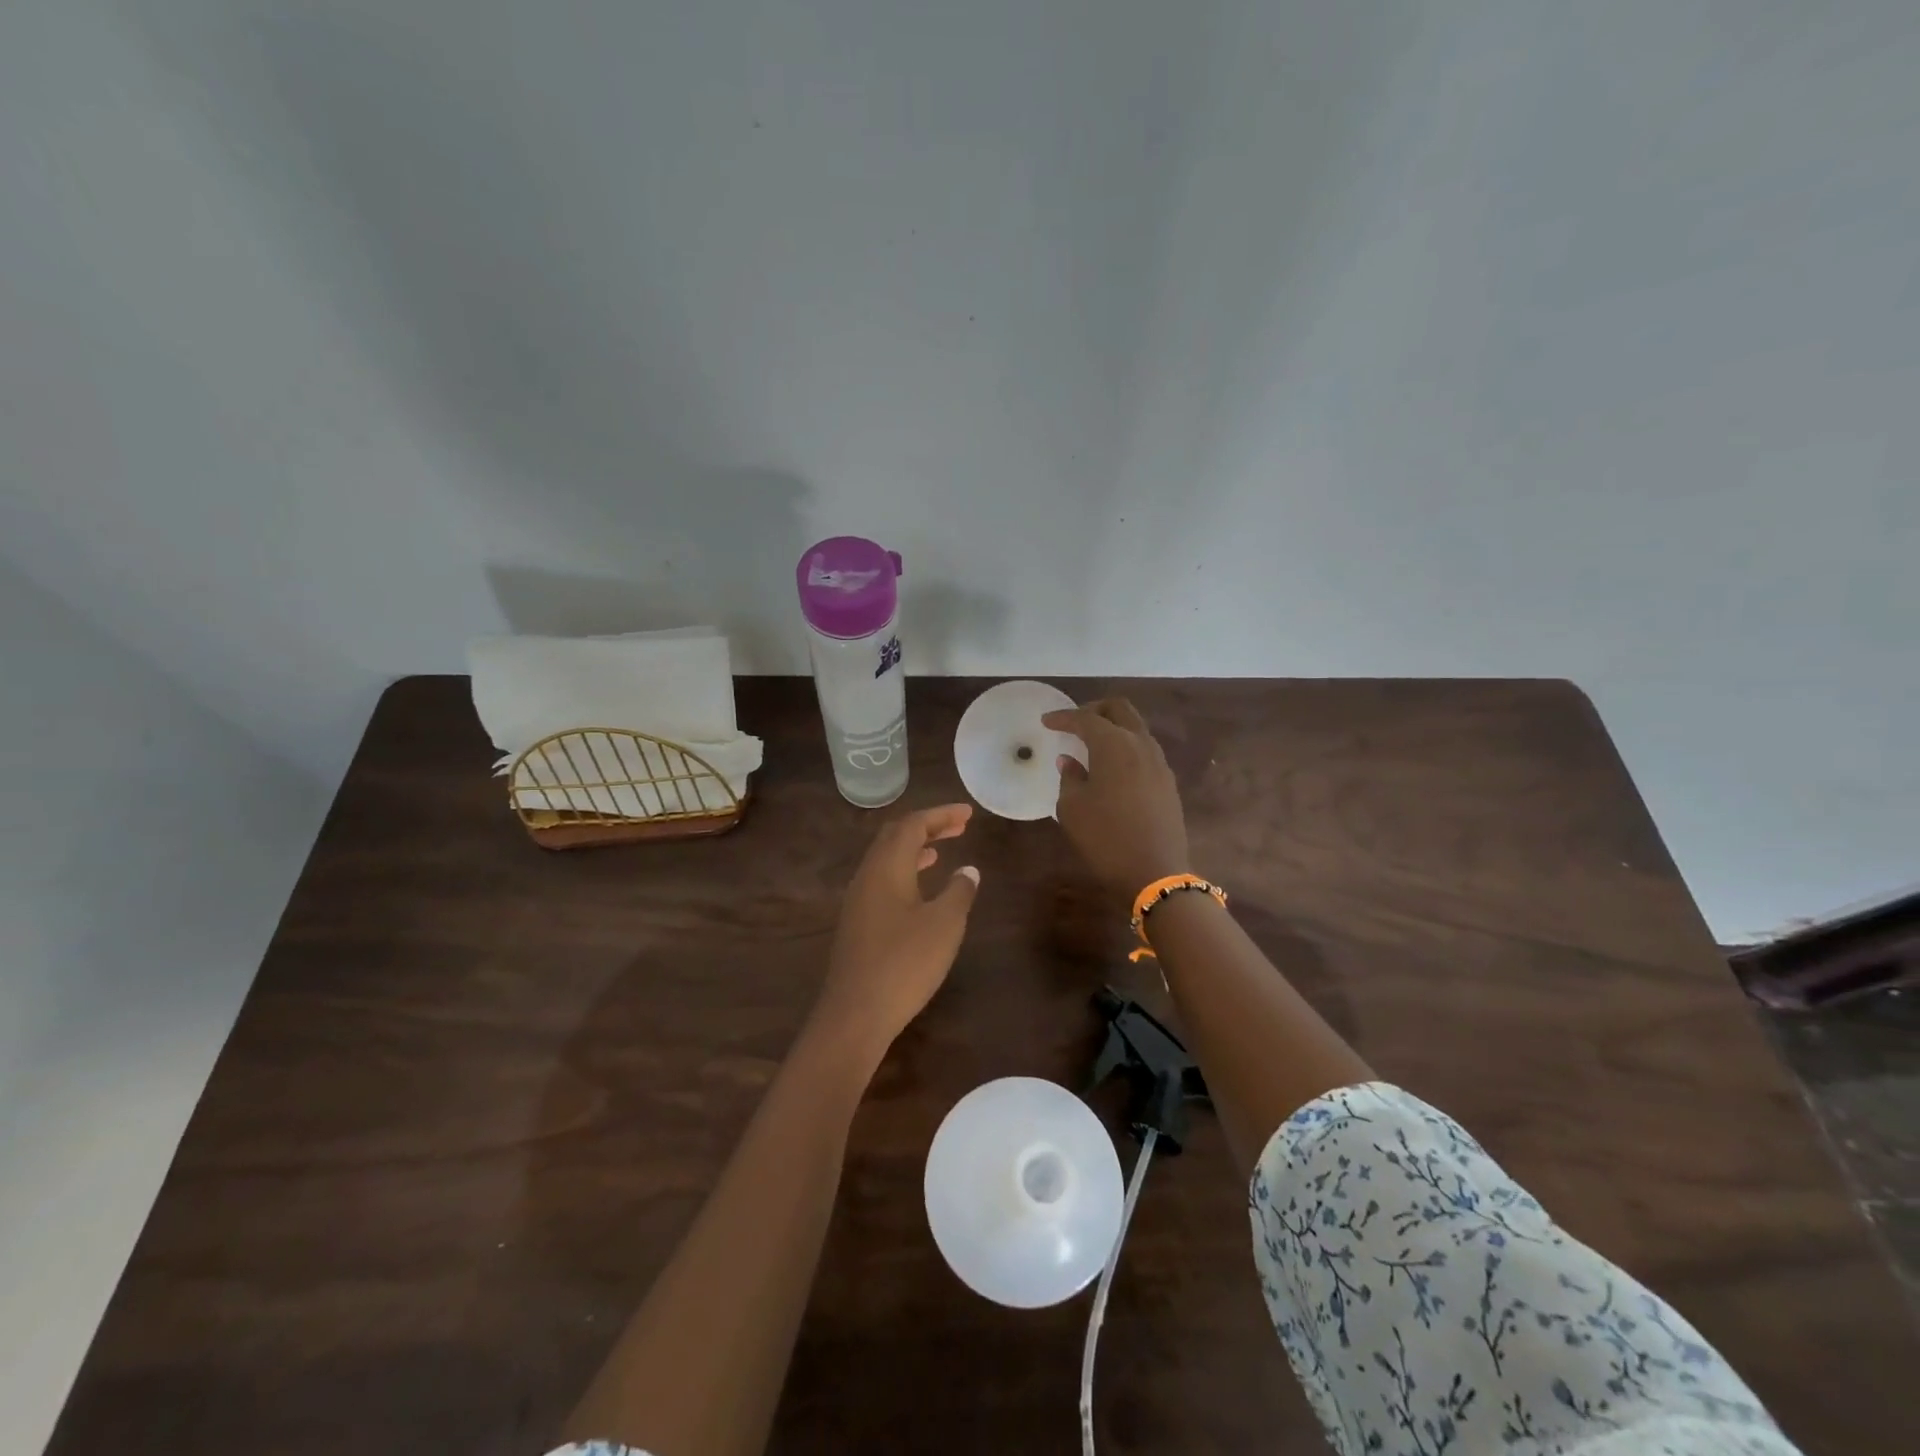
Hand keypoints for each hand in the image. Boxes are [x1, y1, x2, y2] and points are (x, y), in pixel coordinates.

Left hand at [813, 804, 980, 1057]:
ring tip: (940, 850)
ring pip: (886, 858)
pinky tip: (919, 889)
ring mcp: (858, 899)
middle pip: (895, 836)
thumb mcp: (944, 925)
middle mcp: (867, 875)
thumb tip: (968, 870)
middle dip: (927, 826)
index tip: (968, 814)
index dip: (941, 815)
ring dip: (914, 848)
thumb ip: (960, 892)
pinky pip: (881, 880)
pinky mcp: (856, 922)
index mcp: (887, 866)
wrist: (855, 1013)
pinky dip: (904, 870)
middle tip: (958, 826)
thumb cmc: (905, 963)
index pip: (913, 824)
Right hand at [1044, 698, 1189, 897]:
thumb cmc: (1105, 837)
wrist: (1155, 873)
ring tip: (1092, 745)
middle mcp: (1140, 744)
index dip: (1063, 717)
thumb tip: (1070, 761)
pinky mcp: (1168, 781)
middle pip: (1119, 709)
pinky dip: (1126, 747)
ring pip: (1136, 728)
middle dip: (1094, 709)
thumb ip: (1069, 777)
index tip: (1047, 721)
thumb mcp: (1072, 808)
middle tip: (1074, 723)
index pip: (1085, 719)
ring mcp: (1159, 762)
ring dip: (1113, 728)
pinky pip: (1144, 749)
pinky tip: (1112, 767)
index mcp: (1114, 745)